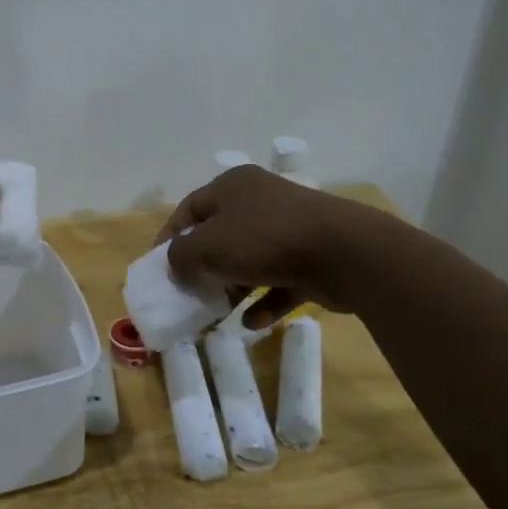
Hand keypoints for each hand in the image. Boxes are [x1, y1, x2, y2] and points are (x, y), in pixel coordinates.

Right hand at [158, 165, 404, 319]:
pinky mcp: (313, 258)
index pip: (189, 209)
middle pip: (220, 235)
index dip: (170, 237)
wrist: (346, 253)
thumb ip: (180, 256)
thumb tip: (176, 265)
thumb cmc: (265, 240)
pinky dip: (265, 301)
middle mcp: (261, 201)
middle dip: (203, 266)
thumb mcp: (207, 247)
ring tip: (218, 312)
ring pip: (250, 259)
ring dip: (233, 287)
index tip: (160, 267)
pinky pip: (280, 281)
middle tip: (190, 291)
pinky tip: (253, 322)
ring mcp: (291, 228)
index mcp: (233, 186)